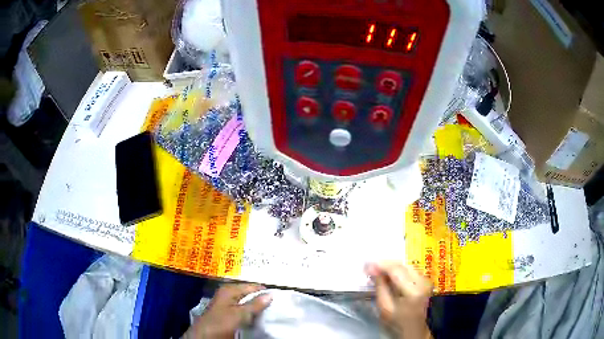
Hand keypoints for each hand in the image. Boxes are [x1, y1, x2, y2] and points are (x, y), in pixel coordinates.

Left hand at [184, 284, 271, 338]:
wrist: (205, 336)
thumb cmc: (221, 321)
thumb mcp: (239, 313)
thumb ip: (255, 304)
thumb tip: (271, 294)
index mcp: (230, 289)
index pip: (252, 286)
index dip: (264, 291)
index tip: (279, 297)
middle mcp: (229, 294)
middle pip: (249, 294)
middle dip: (261, 299)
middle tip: (277, 304)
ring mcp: (228, 304)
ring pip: (247, 303)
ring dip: (257, 307)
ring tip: (271, 311)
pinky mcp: (229, 314)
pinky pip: (244, 311)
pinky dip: (252, 313)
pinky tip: (259, 317)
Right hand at [365, 262, 432, 338]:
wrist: (414, 330)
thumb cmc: (397, 323)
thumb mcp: (385, 308)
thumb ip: (380, 287)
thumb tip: (372, 270)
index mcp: (413, 291)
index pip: (396, 270)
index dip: (380, 265)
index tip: (366, 265)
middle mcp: (423, 282)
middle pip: (402, 265)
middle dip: (385, 264)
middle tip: (369, 266)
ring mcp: (426, 280)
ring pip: (406, 265)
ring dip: (391, 266)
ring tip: (376, 270)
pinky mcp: (425, 280)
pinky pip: (410, 270)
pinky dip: (397, 270)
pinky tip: (388, 275)